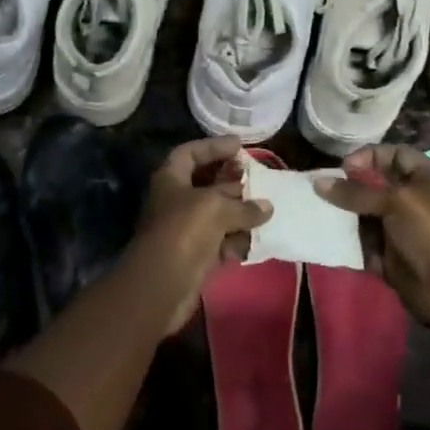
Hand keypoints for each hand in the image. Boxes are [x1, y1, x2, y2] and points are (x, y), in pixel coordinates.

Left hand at [130, 136, 271, 329]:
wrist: (162, 284)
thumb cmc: (184, 231)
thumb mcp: (216, 208)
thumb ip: (244, 205)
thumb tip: (267, 207)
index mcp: (171, 179)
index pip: (190, 152)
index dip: (213, 146)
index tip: (240, 146)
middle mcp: (176, 200)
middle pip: (205, 182)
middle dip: (231, 180)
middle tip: (257, 177)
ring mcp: (185, 228)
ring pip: (216, 214)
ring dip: (239, 212)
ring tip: (267, 208)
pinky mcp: (195, 254)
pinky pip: (221, 241)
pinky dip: (237, 240)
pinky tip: (259, 239)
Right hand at [315, 145, 429, 326]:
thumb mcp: (396, 202)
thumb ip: (356, 192)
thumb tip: (319, 182)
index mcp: (426, 179)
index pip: (395, 155)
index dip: (370, 156)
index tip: (343, 167)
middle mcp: (414, 201)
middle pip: (376, 186)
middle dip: (350, 187)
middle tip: (324, 191)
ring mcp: (401, 230)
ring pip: (366, 215)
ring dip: (345, 215)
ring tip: (320, 213)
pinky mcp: (391, 256)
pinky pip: (364, 243)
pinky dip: (348, 241)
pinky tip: (328, 237)